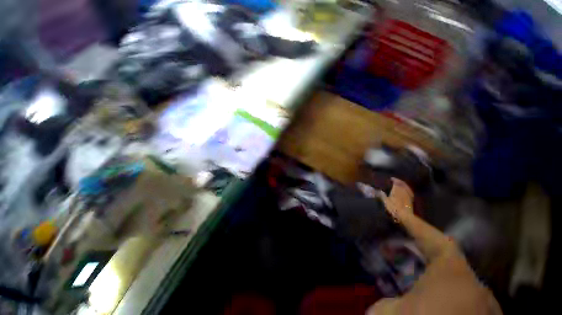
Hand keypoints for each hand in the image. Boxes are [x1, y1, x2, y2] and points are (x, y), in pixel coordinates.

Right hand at [379, 178, 413, 219]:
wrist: (405, 216)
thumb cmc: (394, 207)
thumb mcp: (385, 201)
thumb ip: (382, 195)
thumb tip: (379, 190)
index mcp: (396, 189)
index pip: (396, 182)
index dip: (394, 180)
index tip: (391, 178)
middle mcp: (403, 190)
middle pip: (402, 184)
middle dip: (399, 181)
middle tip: (395, 181)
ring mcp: (408, 195)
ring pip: (406, 187)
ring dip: (403, 185)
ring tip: (400, 185)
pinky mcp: (411, 200)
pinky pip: (409, 192)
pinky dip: (407, 189)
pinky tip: (406, 191)